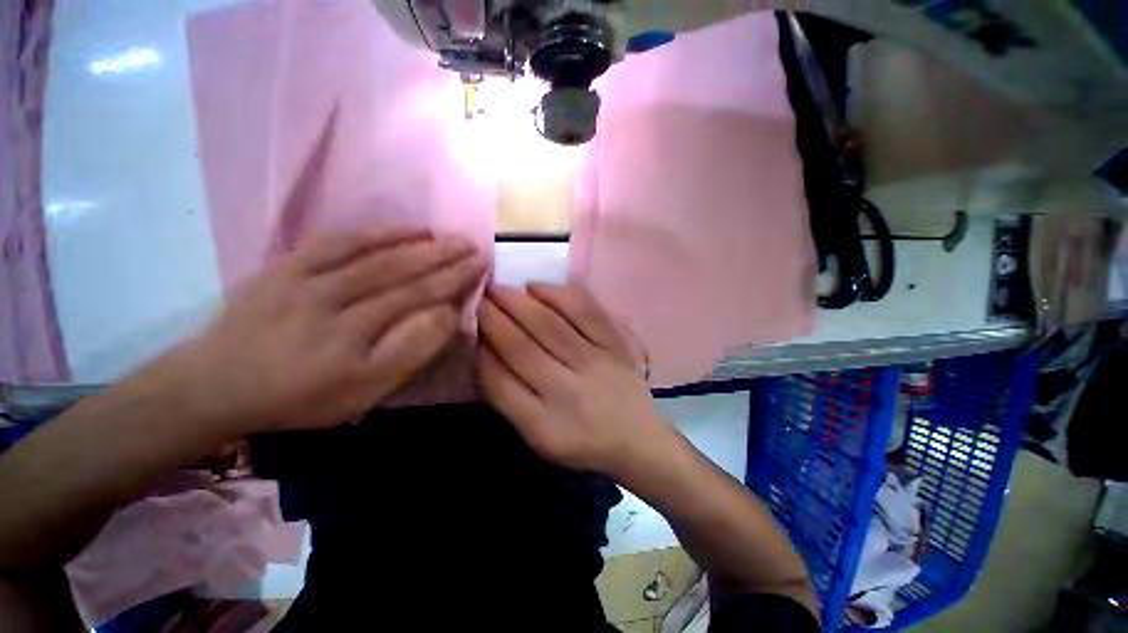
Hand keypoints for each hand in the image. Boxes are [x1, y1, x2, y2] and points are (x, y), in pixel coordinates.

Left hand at [179, 230, 486, 432]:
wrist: (217, 383)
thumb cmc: (300, 397)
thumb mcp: (363, 394)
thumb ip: (409, 353)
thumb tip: (444, 315)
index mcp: (353, 340)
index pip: (416, 301)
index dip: (452, 282)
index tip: (480, 268)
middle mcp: (333, 303)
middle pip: (401, 274)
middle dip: (445, 259)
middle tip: (474, 248)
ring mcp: (307, 280)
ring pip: (376, 256)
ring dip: (420, 245)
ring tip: (449, 238)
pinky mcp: (289, 266)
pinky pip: (339, 242)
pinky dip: (377, 233)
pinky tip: (406, 230)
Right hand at [478, 283, 669, 473]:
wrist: (637, 439)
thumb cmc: (582, 441)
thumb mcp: (538, 437)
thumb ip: (509, 399)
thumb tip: (485, 352)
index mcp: (545, 424)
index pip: (500, 381)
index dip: (481, 347)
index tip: (468, 322)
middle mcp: (569, 391)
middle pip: (523, 347)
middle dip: (494, 317)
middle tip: (478, 294)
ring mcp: (597, 364)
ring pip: (552, 326)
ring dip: (521, 302)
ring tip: (500, 287)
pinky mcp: (617, 346)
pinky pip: (587, 313)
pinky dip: (560, 295)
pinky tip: (537, 286)